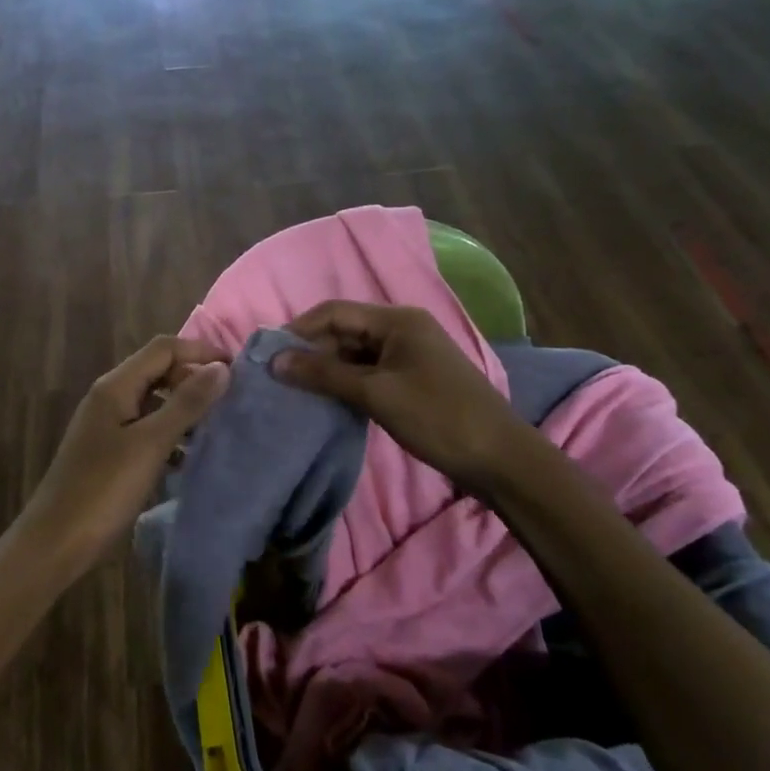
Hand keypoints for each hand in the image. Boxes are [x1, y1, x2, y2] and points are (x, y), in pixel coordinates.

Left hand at [23, 335, 230, 570]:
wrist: (55, 543)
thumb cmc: (103, 489)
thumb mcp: (150, 444)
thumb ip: (186, 404)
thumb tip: (221, 368)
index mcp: (115, 387)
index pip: (163, 349)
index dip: (200, 351)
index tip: (237, 369)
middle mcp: (109, 398)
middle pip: (158, 371)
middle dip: (194, 379)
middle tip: (230, 400)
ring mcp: (108, 426)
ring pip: (154, 402)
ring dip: (184, 409)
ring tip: (217, 428)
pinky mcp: (110, 453)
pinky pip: (147, 430)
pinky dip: (170, 436)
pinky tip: (188, 459)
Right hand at [273, 301, 524, 491]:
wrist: (500, 459)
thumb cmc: (437, 417)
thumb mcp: (376, 393)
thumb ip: (325, 374)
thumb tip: (275, 360)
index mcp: (397, 320)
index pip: (335, 312)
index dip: (300, 330)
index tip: (269, 355)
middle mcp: (403, 329)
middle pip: (345, 330)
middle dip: (312, 351)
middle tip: (280, 378)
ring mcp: (410, 355)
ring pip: (356, 353)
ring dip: (328, 369)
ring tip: (298, 391)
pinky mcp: (413, 379)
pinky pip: (370, 372)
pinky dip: (348, 383)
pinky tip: (329, 401)